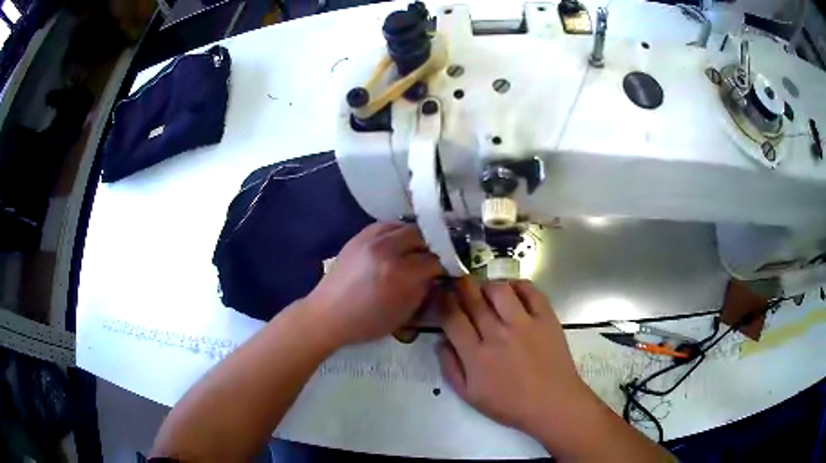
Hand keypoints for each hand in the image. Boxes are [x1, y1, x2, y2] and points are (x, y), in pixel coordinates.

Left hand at [306, 222, 442, 346]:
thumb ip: (424, 289)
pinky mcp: (359, 236)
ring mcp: (370, 239)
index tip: (451, 269)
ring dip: (417, 237)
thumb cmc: (367, 322)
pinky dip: (398, 232)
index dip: (448, 264)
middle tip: (436, 257)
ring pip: (405, 226)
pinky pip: (386, 225)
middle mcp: (387, 249)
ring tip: (419, 249)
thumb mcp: (404, 314)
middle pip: (423, 235)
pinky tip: (399, 243)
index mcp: (400, 273)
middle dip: (434, 246)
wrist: (327, 314)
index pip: (436, 259)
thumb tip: (438, 274)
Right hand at [438, 278, 590, 434]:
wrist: (552, 404)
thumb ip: (450, 368)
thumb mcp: (470, 396)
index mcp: (476, 356)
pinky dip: (519, 285)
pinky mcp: (546, 319)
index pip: (452, 318)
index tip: (441, 294)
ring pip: (499, 291)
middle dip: (460, 285)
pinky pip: (531, 291)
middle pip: (473, 299)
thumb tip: (440, 341)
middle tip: (457, 281)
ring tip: (485, 290)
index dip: (443, 302)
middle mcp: (497, 335)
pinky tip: (513, 291)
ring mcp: (524, 324)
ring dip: (487, 285)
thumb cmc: (510, 405)